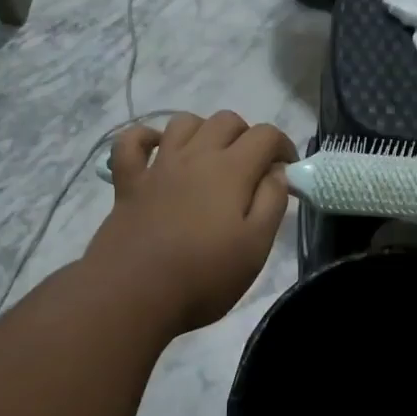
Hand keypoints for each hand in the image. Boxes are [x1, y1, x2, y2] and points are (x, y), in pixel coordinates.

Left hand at [87, 111, 296, 334]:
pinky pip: (131, 142)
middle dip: (247, 136)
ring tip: (212, 159)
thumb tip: (277, 173)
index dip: (283, 147)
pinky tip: (157, 151)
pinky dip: (145, 137)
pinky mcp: (128, 182)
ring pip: (183, 122)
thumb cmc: (204, 276)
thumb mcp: (256, 247)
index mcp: (231, 170)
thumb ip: (272, 202)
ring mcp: (158, 166)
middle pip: (226, 120)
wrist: (133, 295)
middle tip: (252, 169)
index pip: (265, 135)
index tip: (287, 171)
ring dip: (204, 131)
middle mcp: (195, 156)